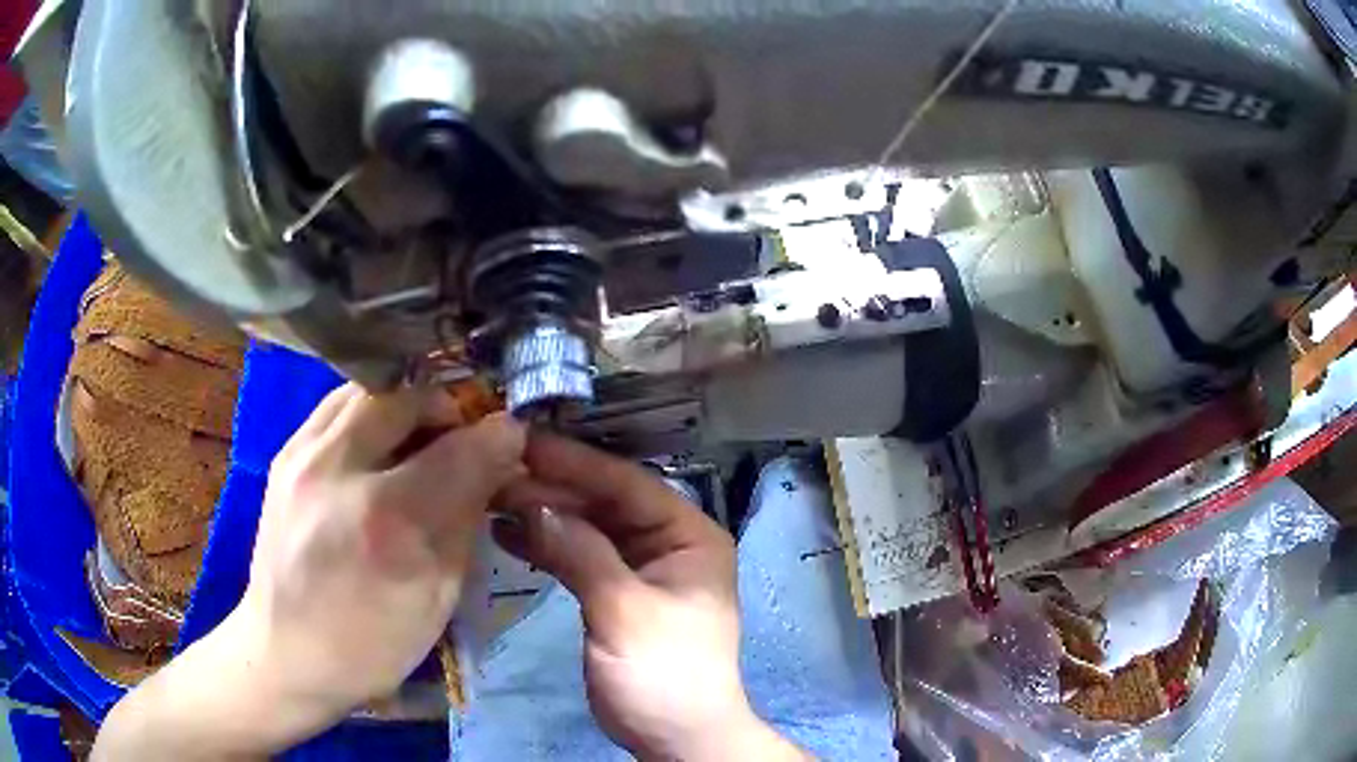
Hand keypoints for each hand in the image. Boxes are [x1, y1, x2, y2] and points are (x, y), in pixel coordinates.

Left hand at [94, 383, 524, 759]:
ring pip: (370, 387)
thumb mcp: (436, 597)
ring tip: (426, 434)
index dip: (498, 437)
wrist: (284, 651)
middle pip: (409, 395)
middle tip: (466, 433)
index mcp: (384, 521)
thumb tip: (495, 465)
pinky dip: (374, 410)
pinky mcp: (286, 452)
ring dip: (410, 401)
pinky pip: (339, 403)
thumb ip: (466, 521)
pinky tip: (383, 441)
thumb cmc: (369, 643)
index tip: (515, 436)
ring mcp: (302, 453)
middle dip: (450, 405)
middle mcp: (337, 470)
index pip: (459, 450)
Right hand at [497, 433, 805, 760]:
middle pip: (602, 501)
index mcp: (688, 534)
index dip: (573, 462)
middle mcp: (667, 541)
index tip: (519, 442)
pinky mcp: (615, 591)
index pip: (626, 483)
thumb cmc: (664, 675)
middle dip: (549, 489)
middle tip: (491, 473)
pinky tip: (505, 535)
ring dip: (541, 514)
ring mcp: (640, 567)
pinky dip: (544, 546)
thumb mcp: (624, 612)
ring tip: (488, 499)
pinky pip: (578, 556)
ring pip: (586, 526)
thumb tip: (532, 504)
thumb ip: (581, 553)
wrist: (676, 739)